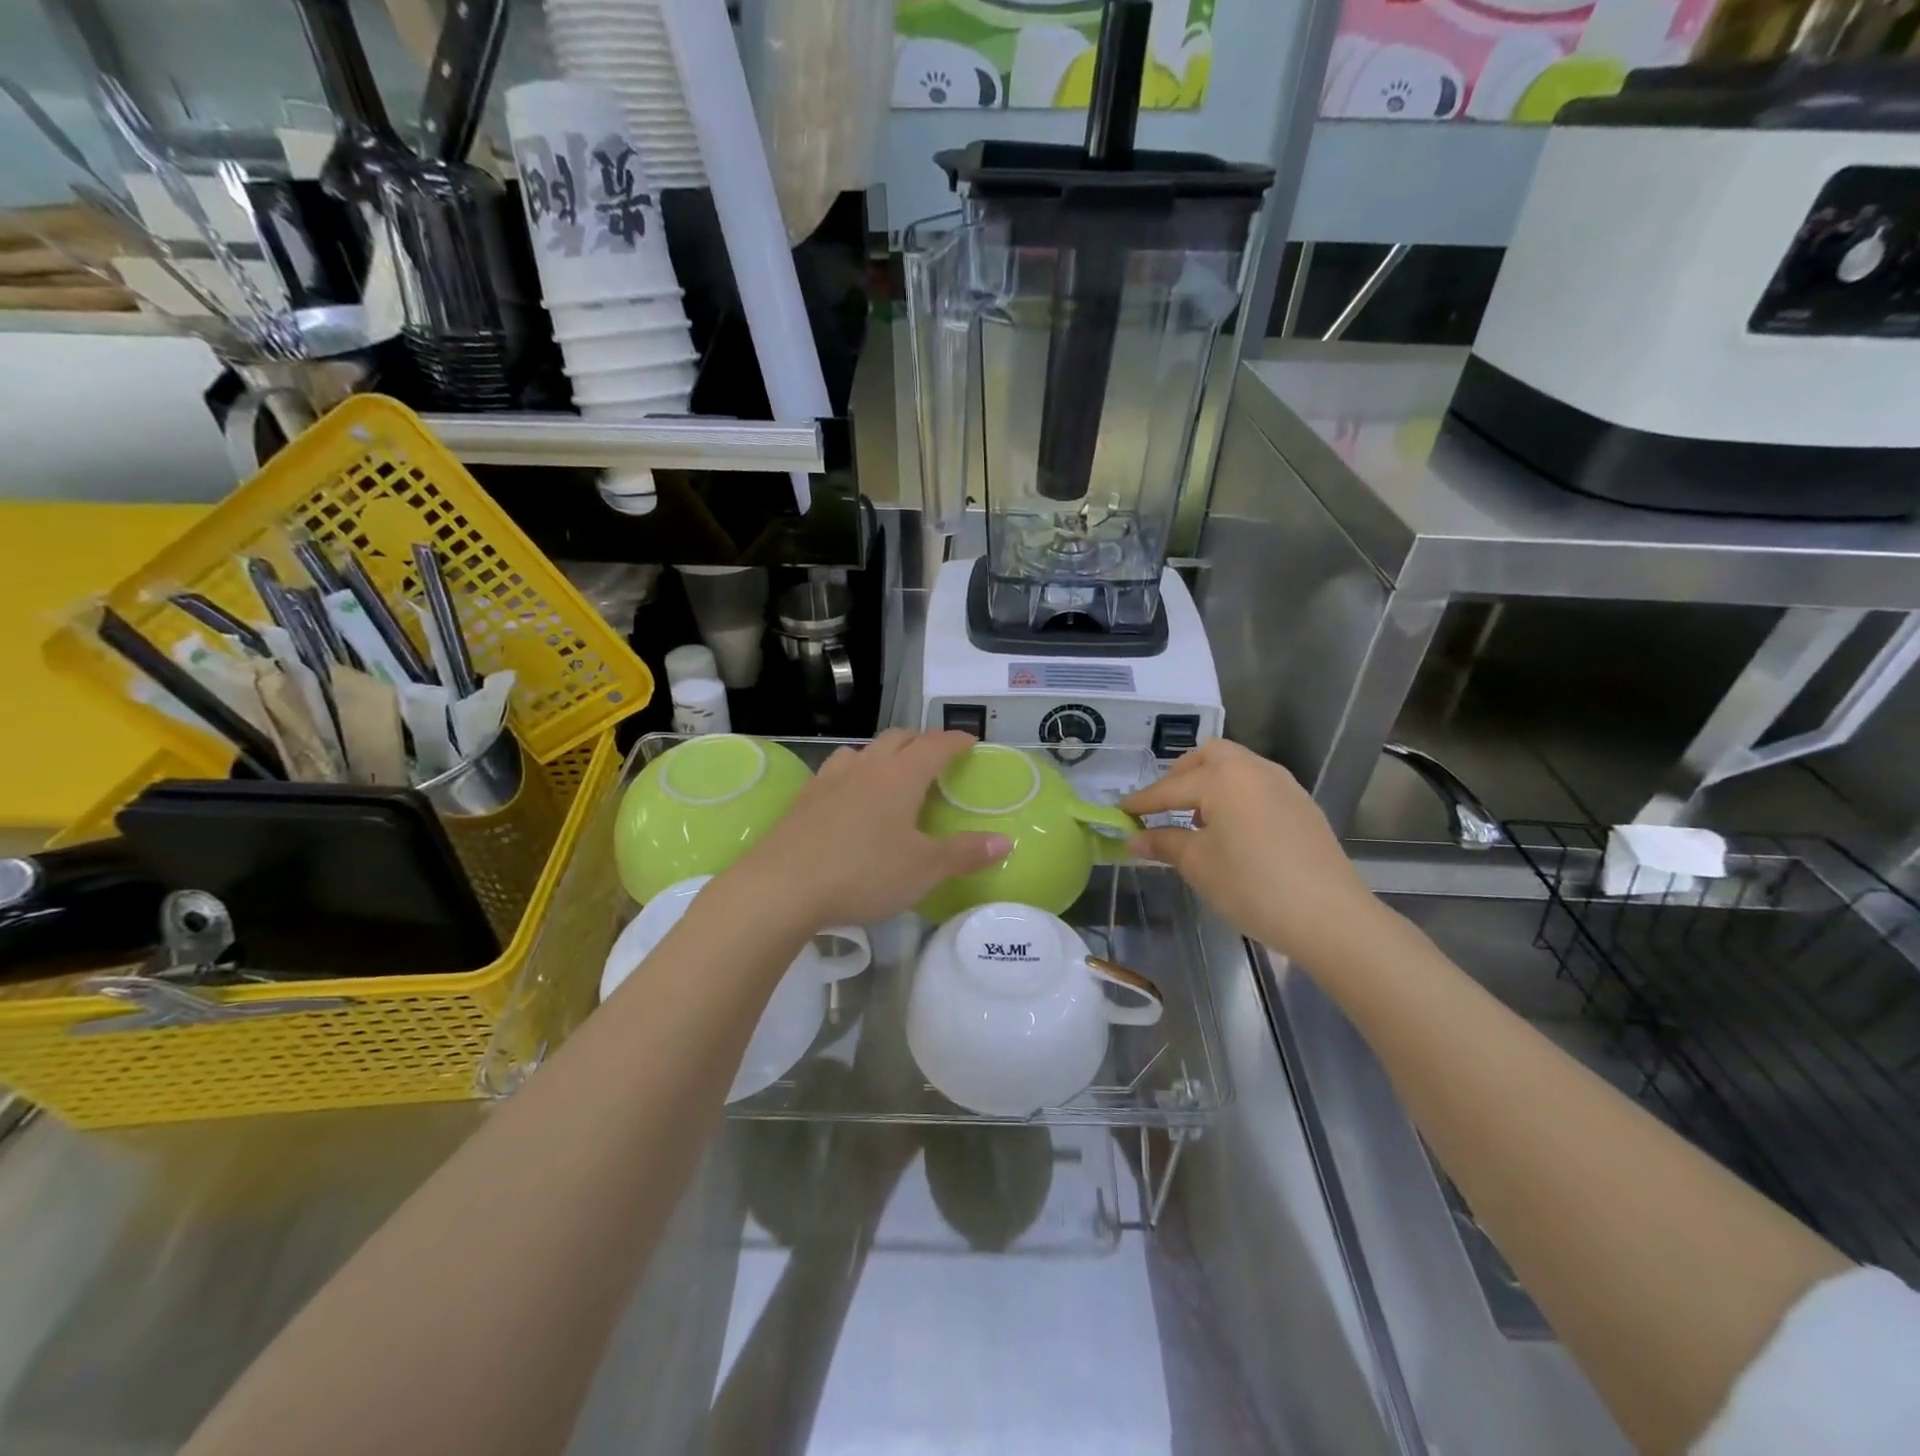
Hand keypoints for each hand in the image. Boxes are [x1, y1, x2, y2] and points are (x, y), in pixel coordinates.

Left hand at [729, 730, 1011, 927]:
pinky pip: (834, 771)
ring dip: (882, 753)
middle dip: (920, 741)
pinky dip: (852, 773)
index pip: (935, 745)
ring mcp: (830, 780)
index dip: (955, 740)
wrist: (781, 886)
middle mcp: (866, 768)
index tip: (970, 742)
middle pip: (897, 739)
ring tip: (890, 772)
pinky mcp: (803, 799)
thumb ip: (964, 853)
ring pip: (862, 751)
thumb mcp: (923, 869)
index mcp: (900, 777)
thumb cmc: (863, 873)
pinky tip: (847, 796)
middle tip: (935, 757)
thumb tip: (1005, 840)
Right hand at [1122, 739, 1379, 963]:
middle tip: (1161, 806)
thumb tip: (1134, 838)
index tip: (1118, 812)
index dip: (1141, 802)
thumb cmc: (1253, 886)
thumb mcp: (1198, 865)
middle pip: (1208, 756)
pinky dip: (1235, 796)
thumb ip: (1163, 842)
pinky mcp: (1302, 805)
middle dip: (1179, 776)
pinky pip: (1257, 786)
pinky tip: (1231, 830)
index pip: (1170, 787)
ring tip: (1195, 820)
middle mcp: (1254, 769)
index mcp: (1223, 777)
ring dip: (1209, 784)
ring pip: (1236, 768)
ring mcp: (1284, 785)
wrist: (1330, 917)